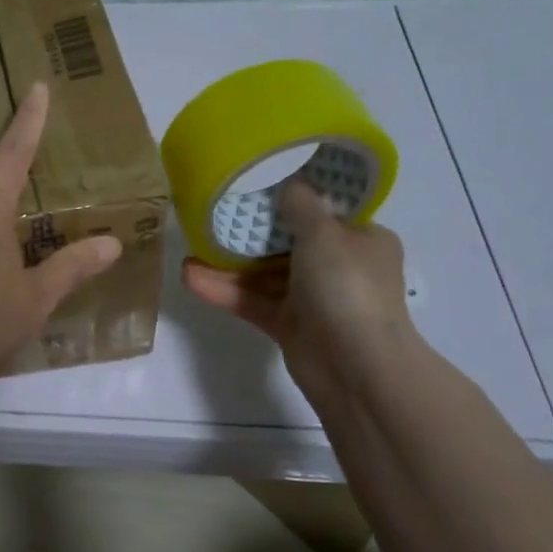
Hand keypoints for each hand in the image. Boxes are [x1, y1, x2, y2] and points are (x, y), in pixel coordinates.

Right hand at [182, 180, 410, 398]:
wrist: (355, 367)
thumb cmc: (347, 287)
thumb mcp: (324, 233)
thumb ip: (301, 205)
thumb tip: (290, 184)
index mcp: (362, 240)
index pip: (328, 213)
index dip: (296, 199)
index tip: (259, 186)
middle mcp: (340, 267)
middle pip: (289, 243)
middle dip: (251, 233)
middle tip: (215, 216)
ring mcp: (313, 299)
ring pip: (266, 275)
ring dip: (230, 264)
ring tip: (191, 249)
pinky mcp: (289, 326)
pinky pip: (254, 301)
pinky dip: (226, 291)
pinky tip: (191, 278)